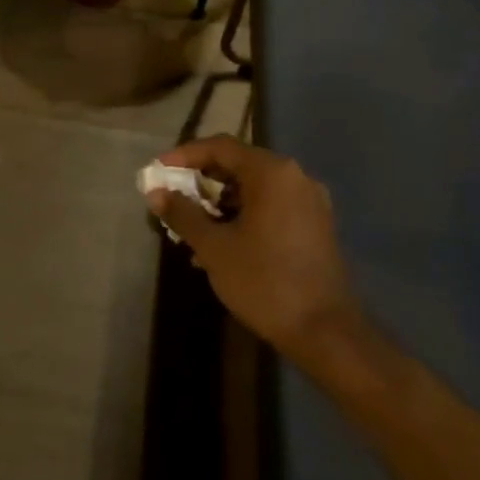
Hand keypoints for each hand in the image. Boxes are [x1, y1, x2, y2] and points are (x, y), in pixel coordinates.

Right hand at [146, 135, 357, 353]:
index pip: (221, 147)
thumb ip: (182, 214)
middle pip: (239, 165)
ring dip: (220, 202)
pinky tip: (221, 243)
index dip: (185, 155)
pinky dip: (243, 215)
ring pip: (254, 188)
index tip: (158, 171)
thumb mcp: (214, 247)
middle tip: (172, 198)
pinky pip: (271, 207)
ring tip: (192, 227)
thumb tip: (155, 193)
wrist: (324, 331)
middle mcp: (295, 178)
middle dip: (201, 181)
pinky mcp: (315, 226)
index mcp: (272, 173)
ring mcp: (310, 202)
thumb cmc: (264, 281)